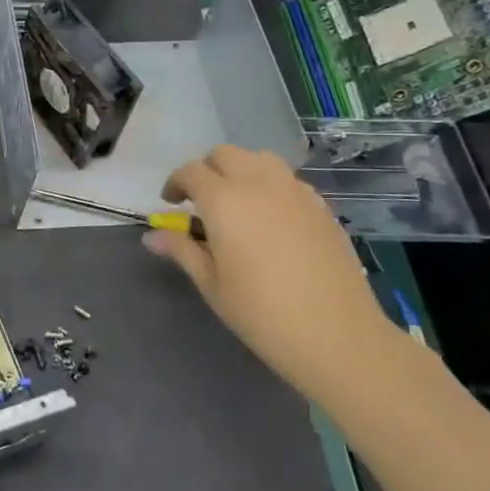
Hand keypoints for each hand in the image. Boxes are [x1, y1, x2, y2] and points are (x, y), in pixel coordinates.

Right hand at [143, 144, 396, 394]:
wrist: (337, 335)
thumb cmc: (261, 312)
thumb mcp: (211, 283)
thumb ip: (182, 250)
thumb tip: (152, 236)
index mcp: (224, 200)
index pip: (191, 172)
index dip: (175, 184)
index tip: (170, 204)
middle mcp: (258, 184)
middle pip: (225, 154)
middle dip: (206, 170)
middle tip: (200, 201)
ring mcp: (295, 192)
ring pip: (260, 159)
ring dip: (240, 170)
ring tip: (236, 201)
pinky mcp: (321, 206)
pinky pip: (288, 180)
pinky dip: (270, 185)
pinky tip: (270, 218)